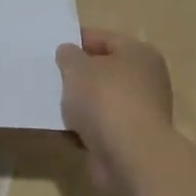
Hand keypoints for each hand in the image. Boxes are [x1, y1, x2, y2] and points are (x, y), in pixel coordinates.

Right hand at [55, 29, 173, 156]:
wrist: (130, 157)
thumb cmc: (106, 99)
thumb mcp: (77, 67)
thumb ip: (69, 55)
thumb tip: (69, 53)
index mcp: (139, 54)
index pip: (105, 39)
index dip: (77, 40)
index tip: (52, 48)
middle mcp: (146, 80)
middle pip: (105, 71)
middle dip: (78, 74)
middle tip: (50, 76)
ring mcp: (141, 112)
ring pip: (102, 101)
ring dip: (79, 104)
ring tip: (51, 103)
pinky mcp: (131, 140)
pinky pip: (100, 126)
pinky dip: (84, 128)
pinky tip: (62, 129)